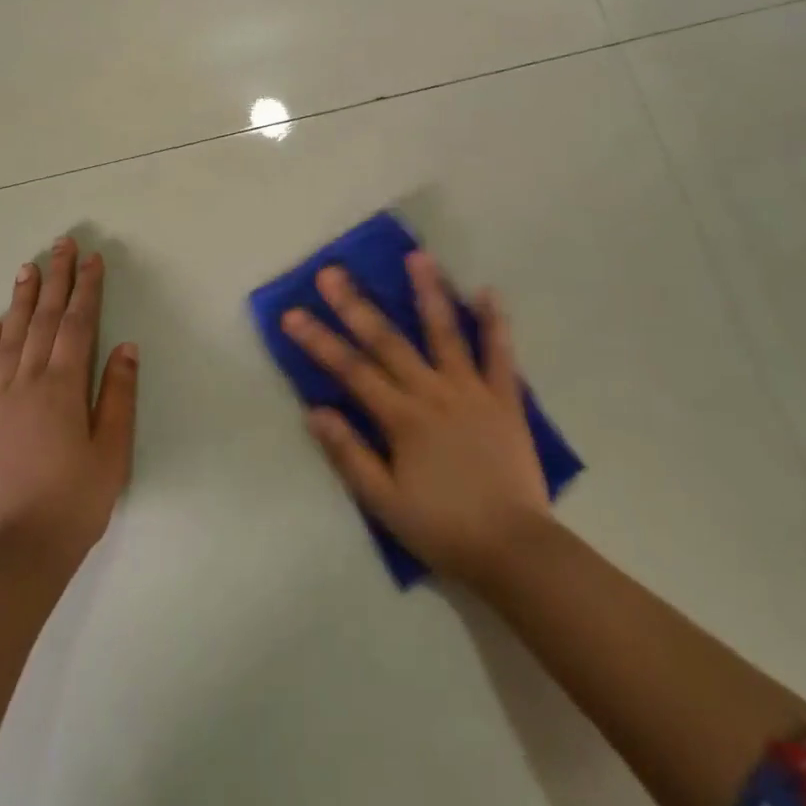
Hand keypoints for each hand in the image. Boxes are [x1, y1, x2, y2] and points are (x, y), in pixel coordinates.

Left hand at [0, 238, 137, 561]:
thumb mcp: (112, 451)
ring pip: (9, 339)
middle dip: (54, 280)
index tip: (92, 259)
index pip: (77, 325)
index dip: (86, 290)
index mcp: (63, 388)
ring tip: (27, 269)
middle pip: (42, 321)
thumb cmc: (75, 502)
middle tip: (60, 245)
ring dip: (20, 301)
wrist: (16, 554)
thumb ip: (118, 395)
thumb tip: (125, 346)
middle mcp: (27, 384)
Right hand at [282, 252, 550, 584]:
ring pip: (446, 333)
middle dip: (355, 306)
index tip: (293, 314)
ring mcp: (472, 391)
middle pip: (388, 341)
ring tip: (417, 256)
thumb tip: (315, 412)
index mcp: (402, 418)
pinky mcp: (505, 399)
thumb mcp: (384, 502)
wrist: (513, 550)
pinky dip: (494, 323)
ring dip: (429, 293)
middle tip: (332, 272)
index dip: (319, 341)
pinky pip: (500, 355)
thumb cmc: (442, 528)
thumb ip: (350, 454)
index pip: (351, 371)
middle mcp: (433, 393)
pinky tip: (487, 291)